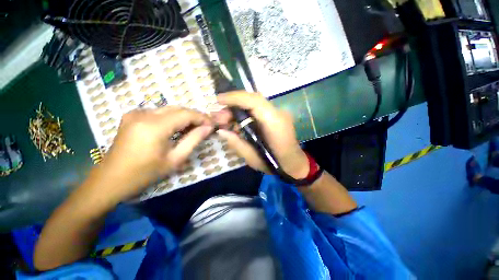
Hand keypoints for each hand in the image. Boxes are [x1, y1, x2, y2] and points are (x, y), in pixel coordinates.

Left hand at [94, 107, 212, 201]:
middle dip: (195, 116)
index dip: (202, 118)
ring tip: (194, 128)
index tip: (212, 125)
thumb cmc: (145, 173)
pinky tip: (176, 128)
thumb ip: (194, 140)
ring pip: (169, 109)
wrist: (111, 179)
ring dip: (184, 117)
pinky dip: (172, 118)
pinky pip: (158, 112)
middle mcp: (144, 114)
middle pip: (178, 109)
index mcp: (154, 126)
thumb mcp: (175, 159)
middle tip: (205, 127)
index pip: (186, 114)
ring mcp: (136, 113)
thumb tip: (208, 128)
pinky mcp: (132, 116)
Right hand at [214, 91, 308, 178]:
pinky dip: (245, 114)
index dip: (235, 97)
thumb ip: (236, 143)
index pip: (254, 101)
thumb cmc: (274, 164)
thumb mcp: (252, 158)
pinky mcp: (276, 116)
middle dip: (233, 105)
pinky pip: (258, 110)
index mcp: (274, 123)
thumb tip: (221, 131)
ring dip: (238, 110)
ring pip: (254, 104)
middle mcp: (277, 113)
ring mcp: (278, 113)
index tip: (218, 100)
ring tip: (225, 121)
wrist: (294, 163)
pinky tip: (237, 123)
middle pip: (253, 100)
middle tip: (219, 118)